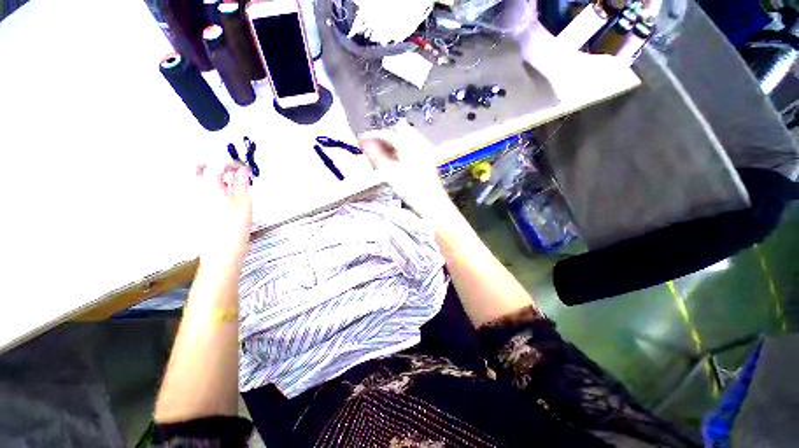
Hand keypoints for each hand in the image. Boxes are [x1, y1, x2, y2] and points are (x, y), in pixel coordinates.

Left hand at [195, 162, 252, 263]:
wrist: (221, 254)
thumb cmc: (234, 228)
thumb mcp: (244, 203)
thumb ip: (243, 184)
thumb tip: (243, 170)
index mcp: (206, 187)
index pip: (216, 165)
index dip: (232, 163)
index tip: (245, 169)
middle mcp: (193, 191)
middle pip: (197, 168)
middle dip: (215, 166)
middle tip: (232, 172)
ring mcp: (191, 202)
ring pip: (197, 180)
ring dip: (214, 177)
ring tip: (232, 185)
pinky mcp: (194, 212)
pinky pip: (199, 192)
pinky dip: (211, 189)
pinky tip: (225, 197)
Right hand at [359, 124, 448, 214]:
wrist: (430, 202)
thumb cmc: (410, 189)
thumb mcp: (390, 172)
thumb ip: (376, 155)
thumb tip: (365, 142)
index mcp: (410, 144)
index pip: (388, 133)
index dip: (374, 136)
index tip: (364, 142)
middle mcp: (419, 142)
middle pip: (399, 131)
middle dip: (385, 138)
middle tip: (374, 149)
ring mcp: (425, 149)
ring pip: (407, 137)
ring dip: (394, 143)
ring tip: (384, 156)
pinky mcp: (428, 157)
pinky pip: (413, 145)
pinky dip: (403, 149)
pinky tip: (397, 160)